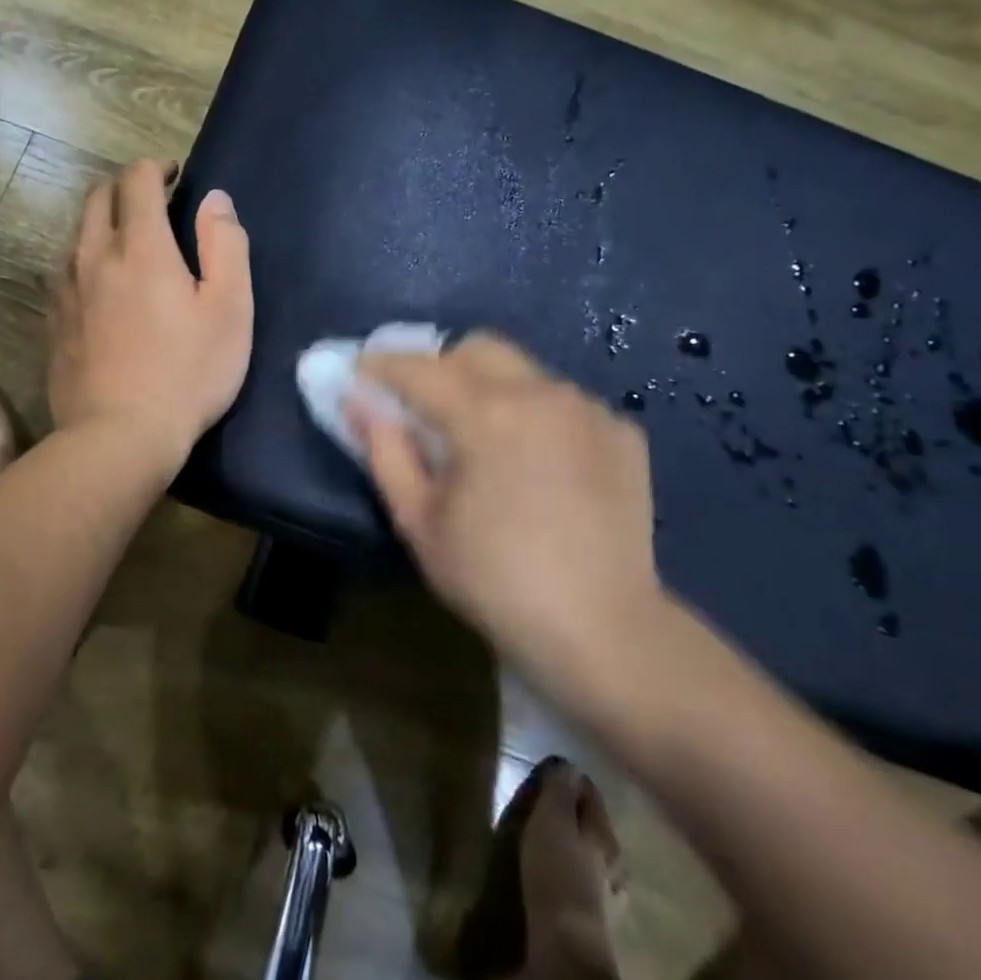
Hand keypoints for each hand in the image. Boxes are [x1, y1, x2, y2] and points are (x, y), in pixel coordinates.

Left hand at [48, 159, 252, 469]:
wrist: (119, 436)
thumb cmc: (188, 373)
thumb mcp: (230, 309)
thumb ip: (225, 245)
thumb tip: (214, 199)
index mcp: (141, 247)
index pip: (137, 181)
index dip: (156, 168)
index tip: (174, 175)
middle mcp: (94, 257)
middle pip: (97, 198)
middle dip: (125, 188)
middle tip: (153, 202)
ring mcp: (67, 290)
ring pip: (76, 234)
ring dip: (101, 223)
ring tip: (126, 242)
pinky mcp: (53, 322)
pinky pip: (63, 272)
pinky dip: (83, 260)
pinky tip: (98, 285)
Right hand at [354, 333, 665, 686]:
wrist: (603, 631)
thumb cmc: (494, 580)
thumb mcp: (419, 522)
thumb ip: (385, 452)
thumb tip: (359, 402)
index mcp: (486, 415)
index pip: (420, 369)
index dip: (383, 365)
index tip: (361, 372)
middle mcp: (540, 394)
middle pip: (478, 348)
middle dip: (441, 365)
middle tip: (424, 404)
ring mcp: (587, 409)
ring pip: (523, 371)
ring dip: (491, 388)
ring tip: (486, 438)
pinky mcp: (621, 432)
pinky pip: (563, 402)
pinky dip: (538, 415)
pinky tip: (539, 462)